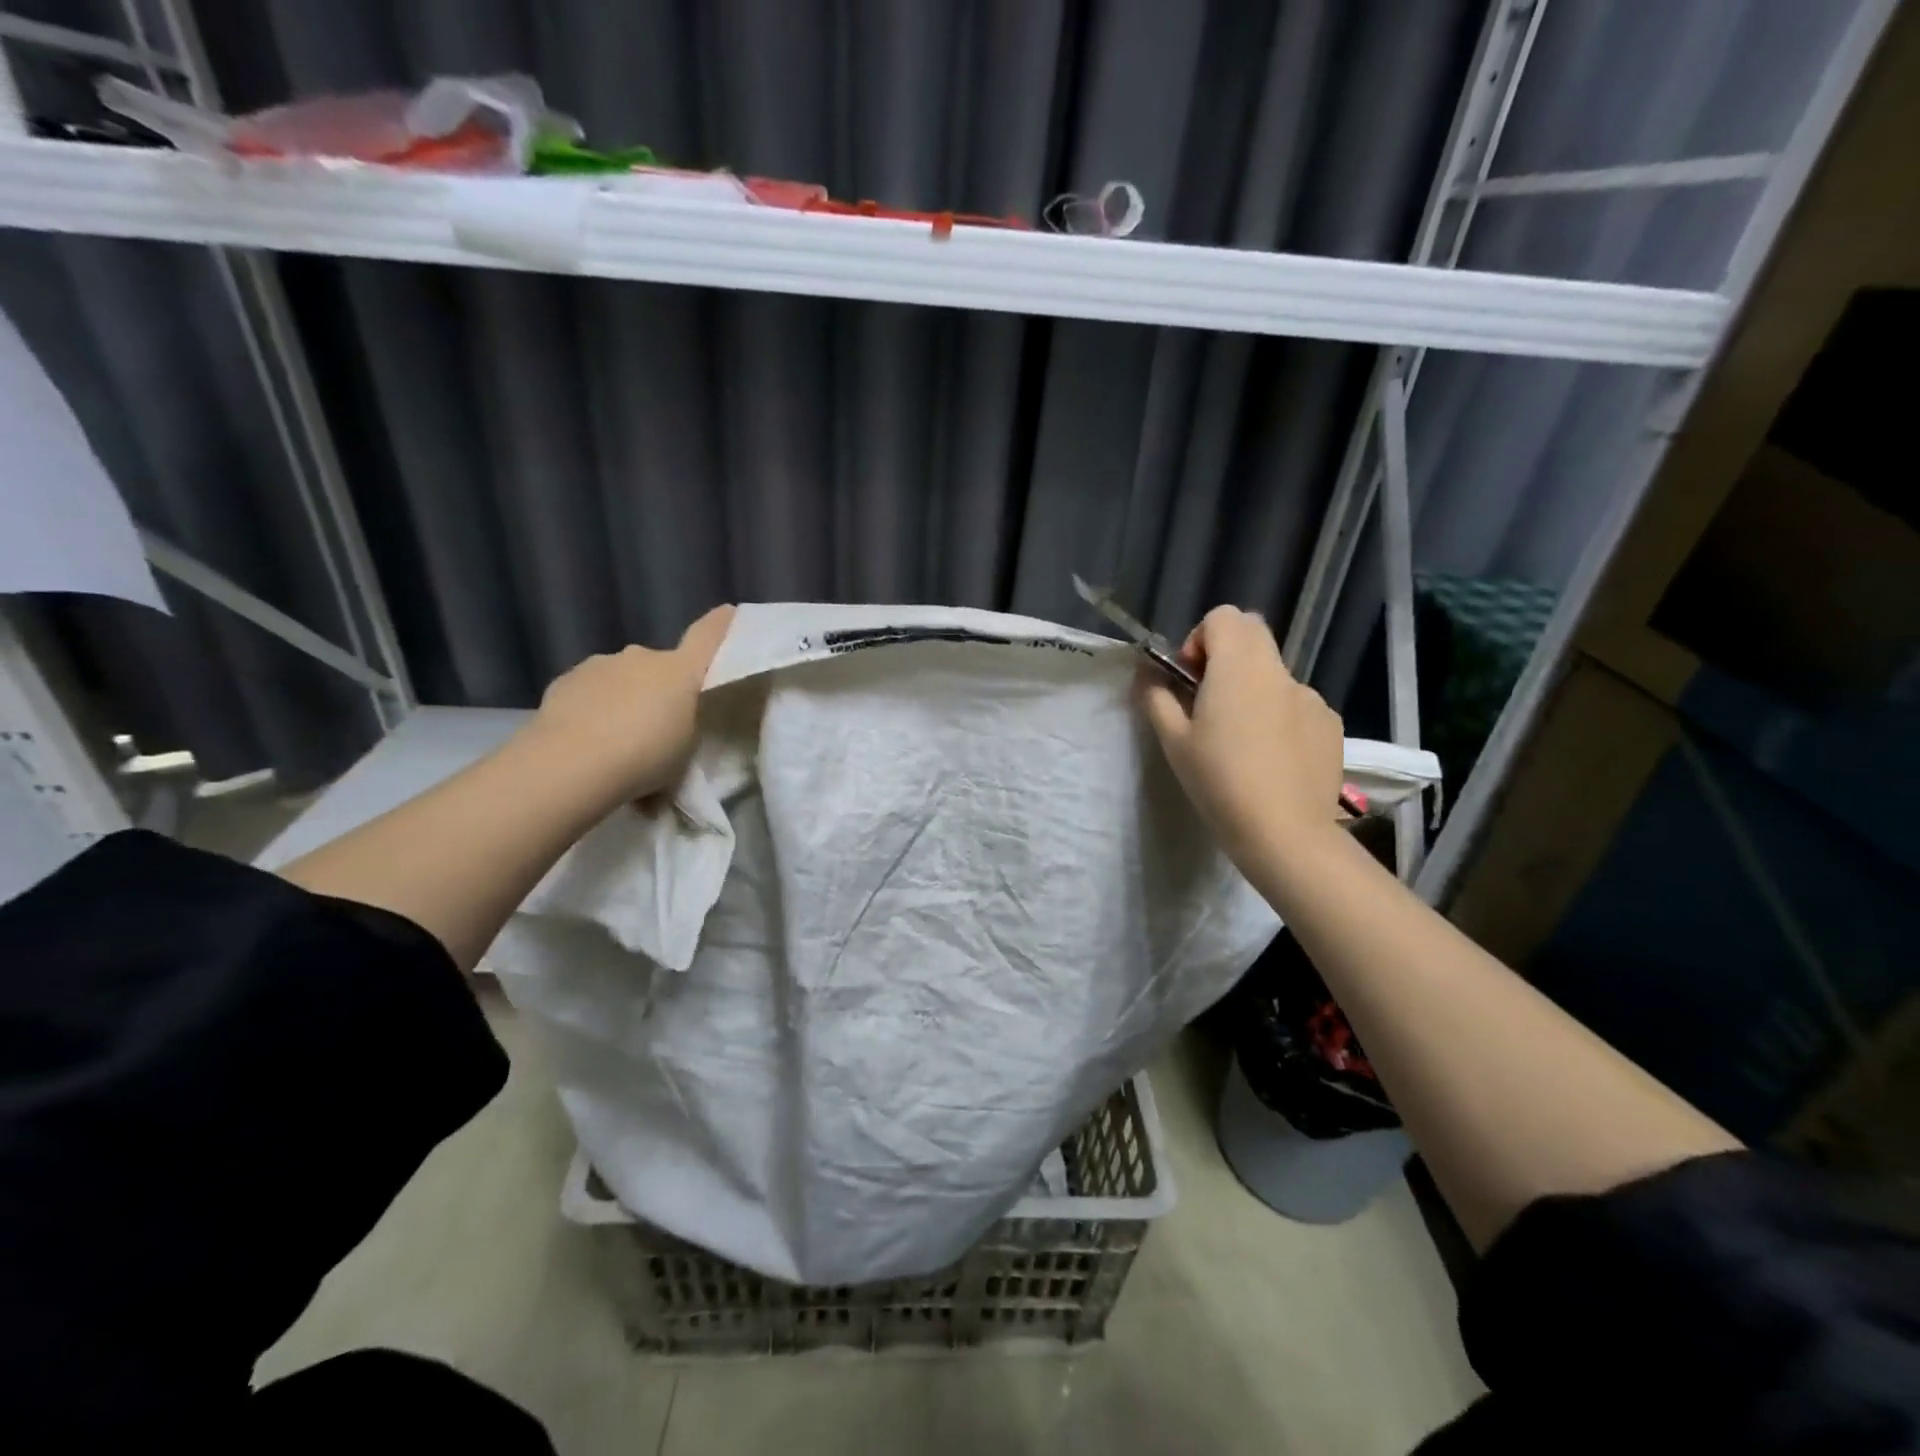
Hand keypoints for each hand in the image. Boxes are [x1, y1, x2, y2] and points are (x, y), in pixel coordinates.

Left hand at [526, 605, 734, 805]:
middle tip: (660, 725)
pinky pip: (590, 691)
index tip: (729, 613)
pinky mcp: (564, 680)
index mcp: (681, 671)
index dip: (721, 624)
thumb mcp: (687, 749)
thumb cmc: (646, 757)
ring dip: (625, 697)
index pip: (708, 636)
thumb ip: (688, 724)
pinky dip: (594, 707)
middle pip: (660, 665)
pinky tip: (587, 738)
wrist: (570, 765)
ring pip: (622, 677)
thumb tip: (680, 716)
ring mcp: (600, 665)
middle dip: (661, 687)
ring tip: (618, 738)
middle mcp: (642, 656)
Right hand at [1138, 606, 1344, 864]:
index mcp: (1239, 667)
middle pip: (1252, 635)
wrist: (1285, 833)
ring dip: (1252, 690)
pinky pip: (1296, 705)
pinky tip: (1271, 759)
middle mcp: (1279, 671)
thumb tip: (1146, 675)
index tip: (1189, 679)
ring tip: (1242, 742)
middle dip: (1225, 656)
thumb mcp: (1174, 742)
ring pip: (1274, 675)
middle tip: (1208, 701)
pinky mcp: (1330, 725)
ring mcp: (1311, 697)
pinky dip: (1279, 717)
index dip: (1199, 640)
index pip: (1223, 616)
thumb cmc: (1220, 782)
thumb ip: (1156, 699)